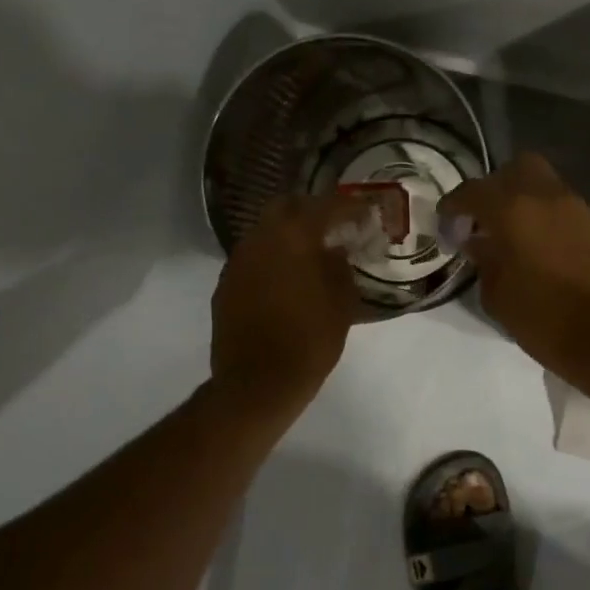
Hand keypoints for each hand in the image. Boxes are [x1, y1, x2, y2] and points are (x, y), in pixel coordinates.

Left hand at [211, 194, 366, 415]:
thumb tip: (336, 250)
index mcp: (293, 237)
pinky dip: (271, 260)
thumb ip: (340, 267)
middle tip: (332, 226)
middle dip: (310, 211)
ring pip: (264, 232)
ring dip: (287, 235)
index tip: (364, 214)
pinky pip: (252, 258)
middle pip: (285, 207)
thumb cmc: (310, 341)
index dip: (348, 207)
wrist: (257, 383)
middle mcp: (260, 239)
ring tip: (309, 254)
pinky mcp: (225, 284)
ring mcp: (237, 261)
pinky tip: (285, 280)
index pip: (325, 206)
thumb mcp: (342, 303)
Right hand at [441, 153, 589, 373]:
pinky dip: (553, 225)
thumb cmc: (544, 321)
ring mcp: (583, 212)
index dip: (454, 204)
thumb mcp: (497, 297)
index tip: (446, 221)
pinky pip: (570, 215)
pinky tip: (549, 256)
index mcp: (515, 211)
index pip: (474, 191)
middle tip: (487, 218)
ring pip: (549, 189)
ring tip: (518, 240)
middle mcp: (550, 199)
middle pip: (519, 168)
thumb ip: (484, 261)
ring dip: (529, 205)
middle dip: (498, 186)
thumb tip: (479, 242)